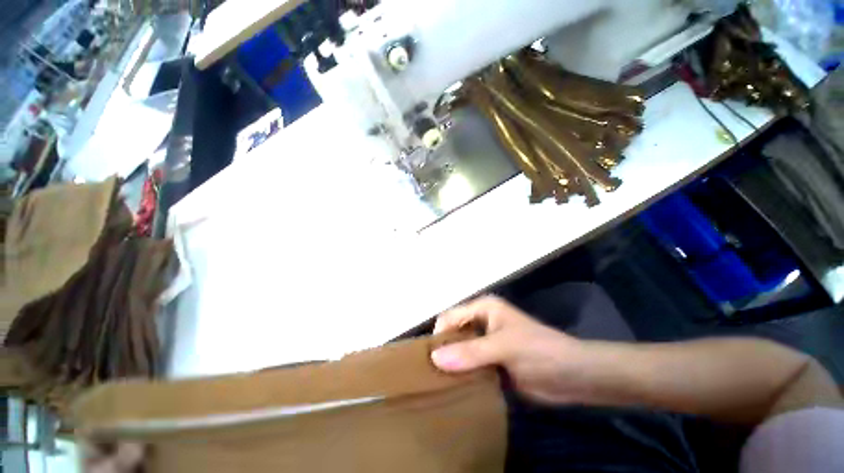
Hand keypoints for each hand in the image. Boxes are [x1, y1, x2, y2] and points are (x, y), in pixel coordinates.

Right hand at [431, 295, 585, 403]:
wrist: (574, 376)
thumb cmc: (538, 350)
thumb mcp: (503, 347)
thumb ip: (470, 352)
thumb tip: (434, 358)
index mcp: (483, 309)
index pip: (451, 317)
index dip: (439, 334)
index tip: (429, 359)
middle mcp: (482, 323)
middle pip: (454, 334)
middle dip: (443, 351)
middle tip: (430, 374)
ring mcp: (487, 344)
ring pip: (461, 352)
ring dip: (452, 365)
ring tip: (438, 384)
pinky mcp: (493, 363)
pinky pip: (471, 367)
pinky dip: (463, 376)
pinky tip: (454, 389)